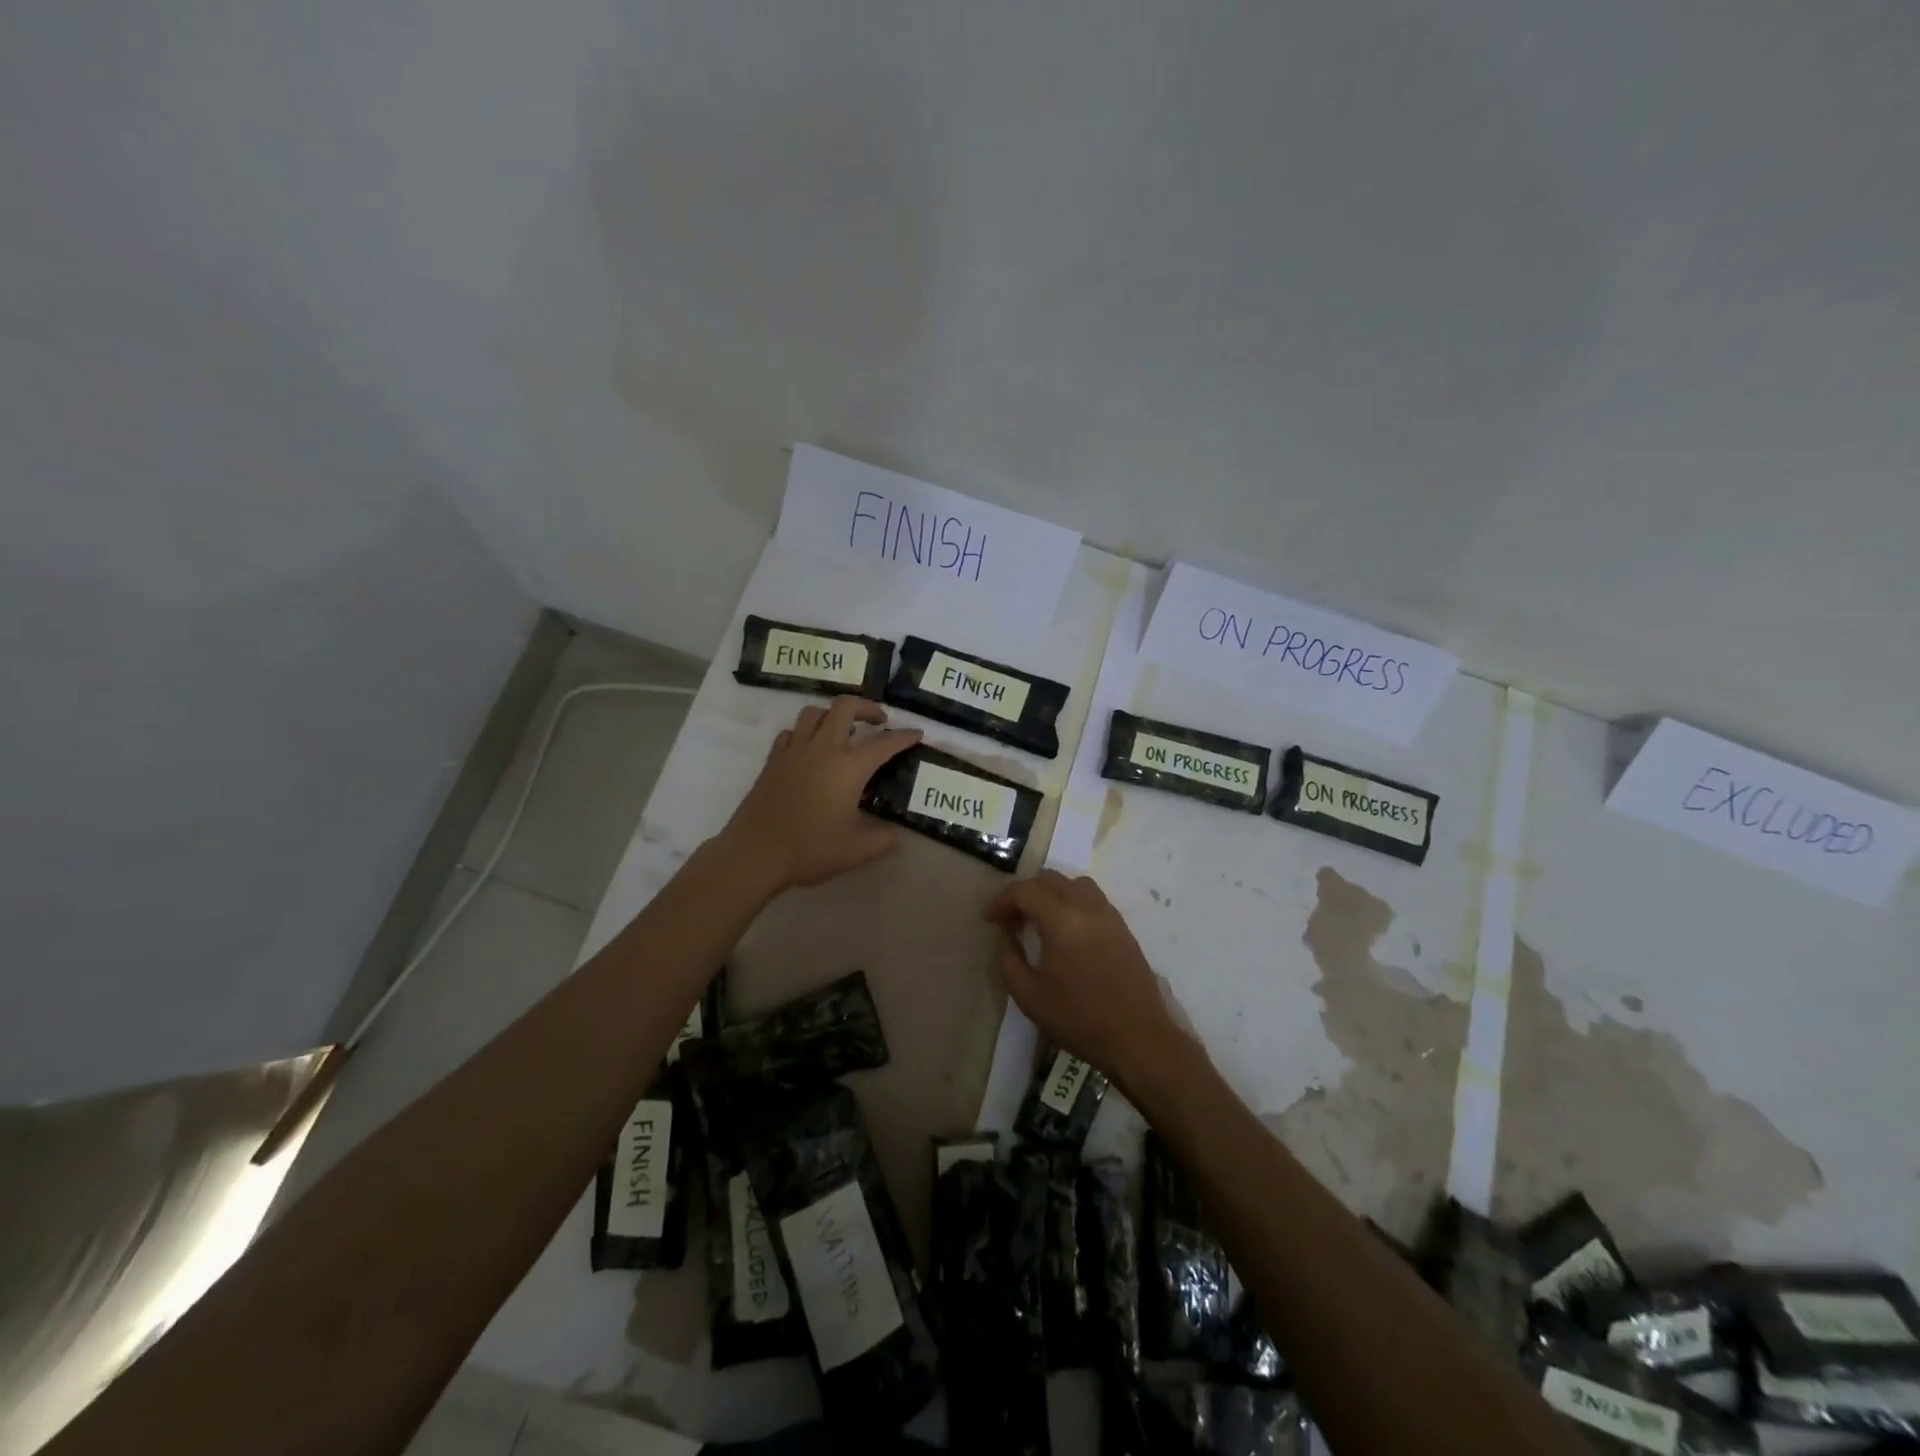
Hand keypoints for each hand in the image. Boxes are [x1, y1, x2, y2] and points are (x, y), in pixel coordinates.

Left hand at [718, 697, 920, 892]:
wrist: (755, 853)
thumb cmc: (810, 849)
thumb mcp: (858, 851)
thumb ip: (884, 839)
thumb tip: (896, 833)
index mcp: (849, 768)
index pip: (884, 743)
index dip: (905, 736)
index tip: (917, 733)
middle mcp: (823, 749)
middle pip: (845, 706)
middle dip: (867, 707)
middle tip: (878, 722)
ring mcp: (794, 752)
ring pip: (814, 713)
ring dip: (833, 715)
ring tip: (843, 732)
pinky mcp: (773, 761)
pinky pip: (791, 732)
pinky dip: (805, 733)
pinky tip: (809, 750)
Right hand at [984, 869, 1187, 1095]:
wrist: (1138, 1038)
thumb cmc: (1079, 1019)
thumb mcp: (1029, 996)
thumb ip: (1009, 959)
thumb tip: (1005, 935)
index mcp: (1061, 919)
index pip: (1025, 890)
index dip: (1002, 900)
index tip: (990, 919)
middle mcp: (1087, 906)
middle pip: (1050, 878)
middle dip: (1025, 893)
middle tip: (1011, 918)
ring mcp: (1109, 914)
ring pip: (1074, 883)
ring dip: (1051, 892)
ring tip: (1039, 919)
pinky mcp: (1123, 927)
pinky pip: (1093, 898)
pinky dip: (1072, 901)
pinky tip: (1066, 929)